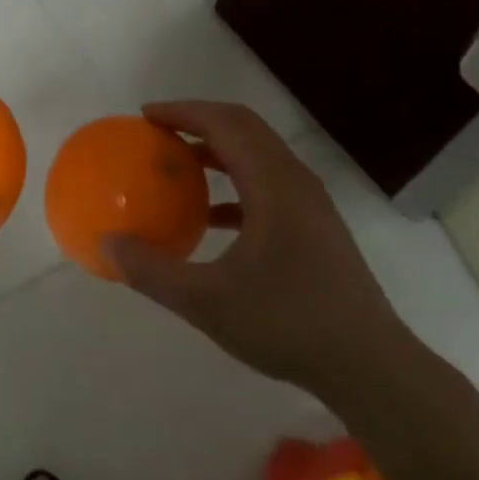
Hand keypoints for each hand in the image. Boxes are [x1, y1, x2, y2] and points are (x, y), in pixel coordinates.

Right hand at [105, 101, 411, 400]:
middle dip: (199, 121)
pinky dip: (235, 185)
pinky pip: (269, 186)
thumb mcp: (207, 302)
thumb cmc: (288, 325)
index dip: (183, 112)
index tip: (145, 115)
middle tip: (158, 131)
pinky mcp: (316, 228)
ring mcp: (311, 205)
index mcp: (274, 185)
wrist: (371, 367)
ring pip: (259, 156)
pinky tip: (211, 218)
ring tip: (179, 166)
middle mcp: (296, 182)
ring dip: (218, 151)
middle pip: (244, 128)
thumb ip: (152, 271)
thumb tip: (107, 243)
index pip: (225, 124)